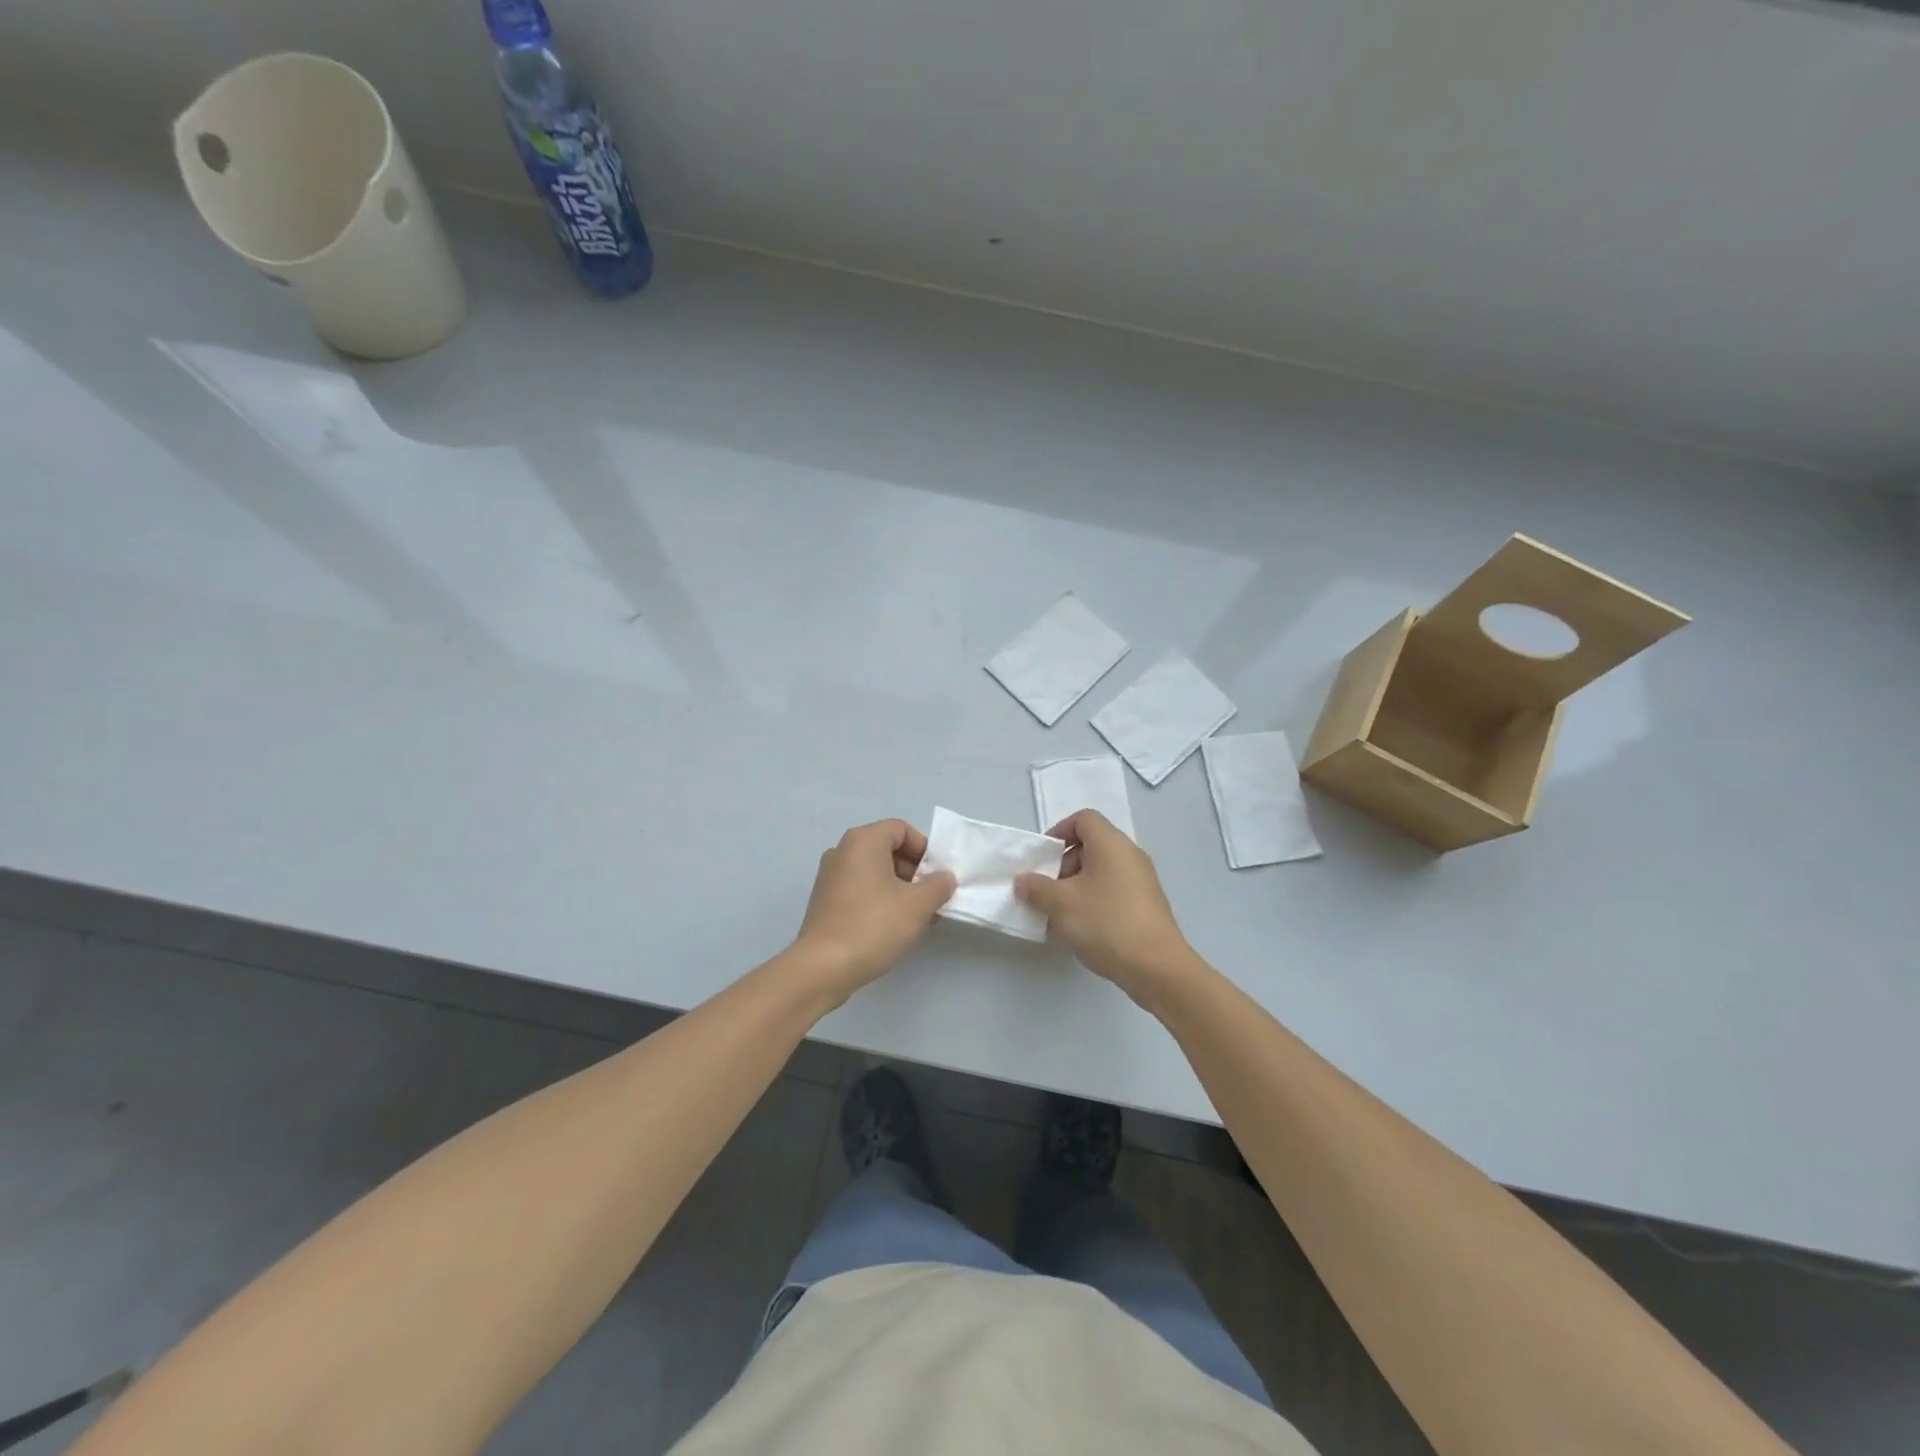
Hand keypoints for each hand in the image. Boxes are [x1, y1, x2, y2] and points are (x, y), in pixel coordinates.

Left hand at [793, 819, 955, 1005]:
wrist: (823, 968)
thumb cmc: (874, 926)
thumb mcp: (918, 905)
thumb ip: (938, 885)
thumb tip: (944, 878)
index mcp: (863, 841)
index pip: (901, 829)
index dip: (924, 849)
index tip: (937, 876)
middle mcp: (842, 851)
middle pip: (887, 849)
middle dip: (914, 871)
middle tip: (931, 898)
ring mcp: (830, 877)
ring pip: (874, 871)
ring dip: (900, 888)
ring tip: (917, 916)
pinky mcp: (825, 901)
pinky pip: (860, 888)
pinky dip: (880, 899)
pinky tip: (893, 926)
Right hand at [1015, 810, 1201, 1007]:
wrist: (1156, 967)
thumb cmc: (1106, 923)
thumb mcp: (1061, 904)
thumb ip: (1036, 888)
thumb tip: (1024, 880)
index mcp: (1111, 844)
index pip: (1084, 819)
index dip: (1059, 831)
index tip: (1043, 858)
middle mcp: (1130, 855)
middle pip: (1091, 845)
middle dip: (1063, 864)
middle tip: (1047, 890)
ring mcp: (1142, 880)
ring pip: (1101, 870)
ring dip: (1076, 886)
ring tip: (1060, 914)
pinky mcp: (1147, 904)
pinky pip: (1114, 890)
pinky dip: (1094, 900)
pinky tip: (1083, 928)